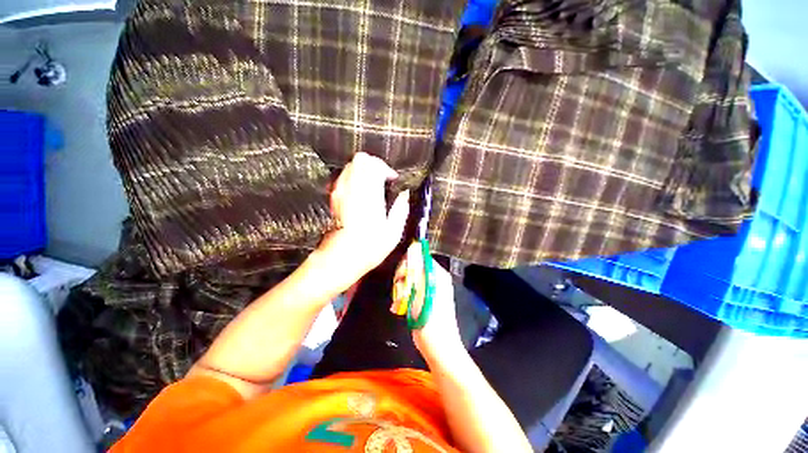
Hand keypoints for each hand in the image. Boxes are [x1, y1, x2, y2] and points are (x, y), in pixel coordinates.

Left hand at [315, 152, 409, 292]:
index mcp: (370, 196)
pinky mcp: (333, 198)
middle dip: (375, 164)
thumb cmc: (368, 248)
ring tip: (373, 184)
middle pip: (360, 160)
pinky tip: (361, 192)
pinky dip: (354, 177)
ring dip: (364, 170)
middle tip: (383, 177)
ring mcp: (340, 192)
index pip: (375, 166)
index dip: (386, 169)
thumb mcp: (393, 232)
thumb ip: (401, 210)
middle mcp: (353, 189)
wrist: (340, 259)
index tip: (393, 180)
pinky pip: (343, 177)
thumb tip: (405, 195)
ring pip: (350, 166)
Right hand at [394, 247, 463, 360]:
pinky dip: (403, 298)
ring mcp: (430, 290)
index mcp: (438, 274)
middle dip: (402, 279)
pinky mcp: (424, 300)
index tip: (400, 276)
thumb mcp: (421, 290)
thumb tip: (412, 252)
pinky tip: (399, 308)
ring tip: (398, 304)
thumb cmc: (430, 319)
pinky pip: (410, 291)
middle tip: (399, 292)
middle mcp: (435, 279)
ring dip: (401, 290)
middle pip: (413, 268)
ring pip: (409, 280)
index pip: (420, 257)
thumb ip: (416, 270)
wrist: (438, 347)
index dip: (408, 263)